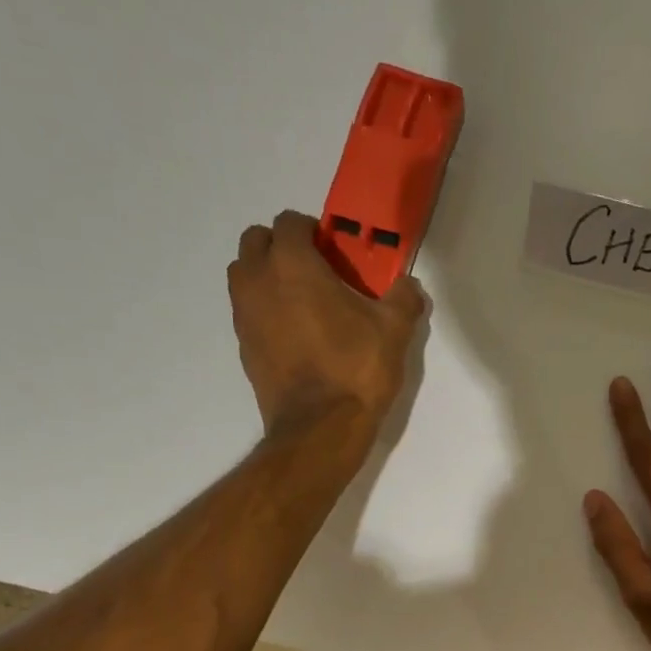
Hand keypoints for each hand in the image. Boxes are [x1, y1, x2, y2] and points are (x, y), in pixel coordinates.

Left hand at [227, 209, 428, 442]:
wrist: (321, 428)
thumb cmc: (357, 369)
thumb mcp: (395, 330)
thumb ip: (403, 297)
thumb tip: (407, 285)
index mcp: (292, 264)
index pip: (289, 222)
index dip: (313, 231)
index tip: (334, 252)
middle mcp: (258, 281)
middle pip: (256, 241)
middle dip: (281, 246)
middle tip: (314, 271)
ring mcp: (245, 315)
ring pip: (244, 275)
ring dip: (267, 275)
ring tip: (301, 301)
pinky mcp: (243, 347)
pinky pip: (248, 311)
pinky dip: (265, 310)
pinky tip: (295, 335)